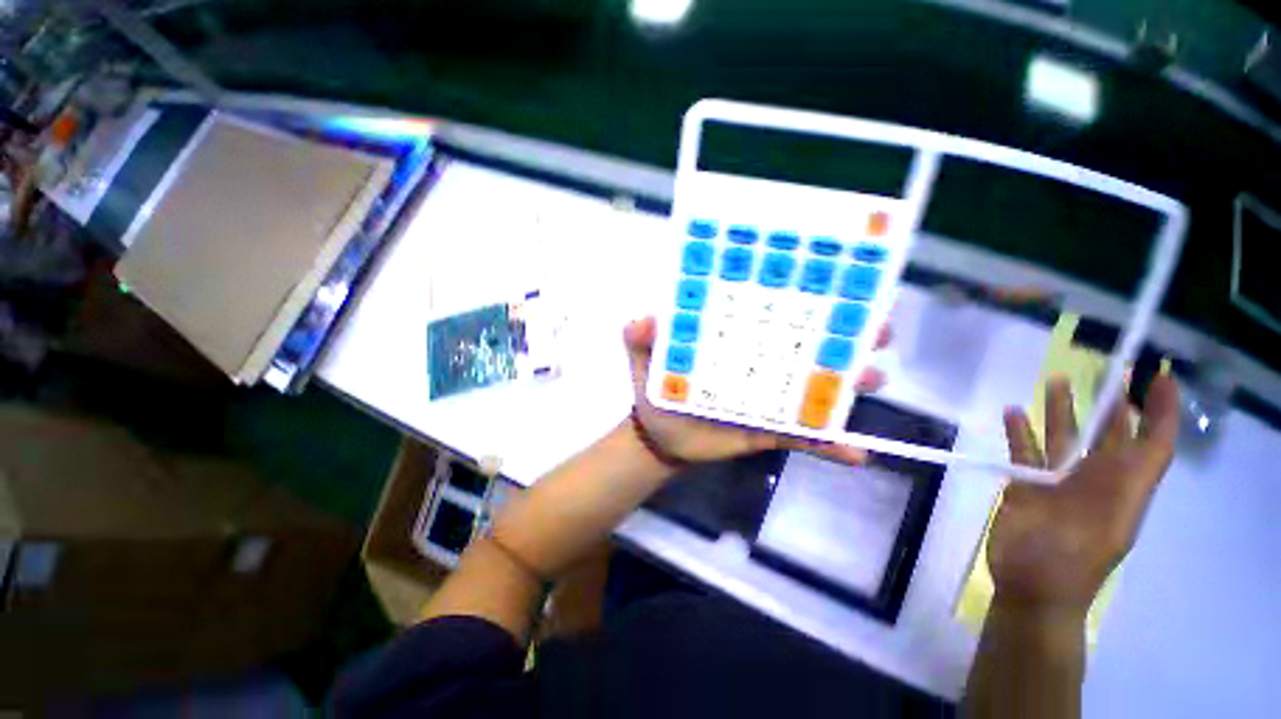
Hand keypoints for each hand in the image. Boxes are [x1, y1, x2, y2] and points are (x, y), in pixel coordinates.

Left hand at [623, 316, 887, 465]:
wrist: (661, 439)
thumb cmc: (655, 393)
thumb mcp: (643, 360)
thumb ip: (640, 339)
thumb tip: (644, 321)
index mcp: (732, 340)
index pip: (770, 312)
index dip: (801, 297)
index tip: (837, 283)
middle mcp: (757, 363)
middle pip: (806, 345)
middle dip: (844, 335)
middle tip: (875, 329)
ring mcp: (768, 398)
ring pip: (815, 388)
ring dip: (848, 384)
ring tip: (873, 376)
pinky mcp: (770, 431)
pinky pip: (804, 436)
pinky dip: (830, 444)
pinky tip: (857, 452)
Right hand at [990, 374, 1180, 615]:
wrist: (1031, 587)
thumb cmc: (1074, 558)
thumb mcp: (1112, 521)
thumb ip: (1127, 481)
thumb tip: (1143, 437)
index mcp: (1123, 487)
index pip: (1151, 442)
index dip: (1161, 410)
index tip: (1159, 376)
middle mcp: (1095, 480)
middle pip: (1108, 435)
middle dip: (1113, 403)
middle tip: (1111, 368)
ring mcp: (1058, 482)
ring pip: (1063, 439)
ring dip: (1061, 411)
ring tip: (1055, 380)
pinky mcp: (1025, 486)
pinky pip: (1024, 453)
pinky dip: (1019, 433)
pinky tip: (1012, 413)